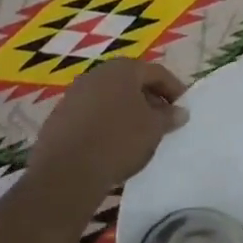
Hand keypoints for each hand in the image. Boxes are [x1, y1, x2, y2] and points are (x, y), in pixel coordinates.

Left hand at [30, 59, 187, 193]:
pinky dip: (106, 123)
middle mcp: (96, 74)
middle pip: (131, 82)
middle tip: (163, 120)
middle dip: (149, 99)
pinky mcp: (59, 117)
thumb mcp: (154, 129)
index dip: (174, 89)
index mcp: (123, 69)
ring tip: (139, 134)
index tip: (183, 108)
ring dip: (127, 111)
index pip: (156, 72)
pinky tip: (112, 143)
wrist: (66, 172)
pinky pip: (91, 114)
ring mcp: (74, 94)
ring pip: (110, 98)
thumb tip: (179, 111)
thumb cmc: (118, 141)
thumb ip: (168, 116)